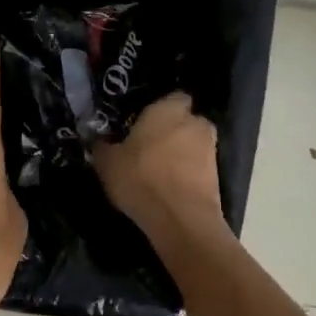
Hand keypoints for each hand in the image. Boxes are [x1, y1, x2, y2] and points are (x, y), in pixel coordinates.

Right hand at [91, 92, 228, 244]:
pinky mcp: (218, 175)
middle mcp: (195, 122)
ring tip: (158, 170)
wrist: (181, 219)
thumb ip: (102, 146)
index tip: (142, 122)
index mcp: (168, 109)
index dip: (159, 108)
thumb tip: (97, 139)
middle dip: (171, 130)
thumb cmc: (141, 178)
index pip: (172, 96)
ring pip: (192, 144)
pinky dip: (187, 172)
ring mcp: (210, 148)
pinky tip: (169, 186)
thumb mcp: (108, 163)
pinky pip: (198, 166)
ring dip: (180, 152)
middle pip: (184, 120)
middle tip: (148, 146)